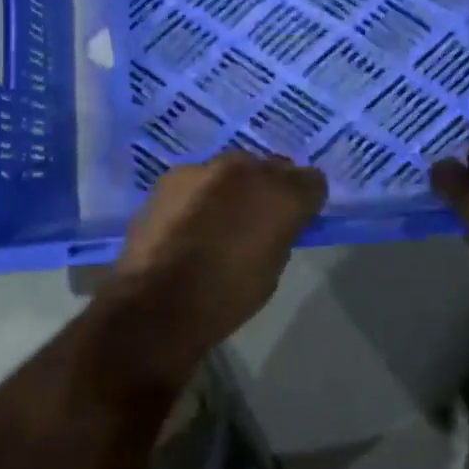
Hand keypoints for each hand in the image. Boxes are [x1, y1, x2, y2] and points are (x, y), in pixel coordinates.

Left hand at [113, 151, 326, 364]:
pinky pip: (199, 179)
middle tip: (257, 217)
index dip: (305, 201)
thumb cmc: (226, 296)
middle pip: (271, 167)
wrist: (157, 301)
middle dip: (269, 187)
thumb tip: (276, 223)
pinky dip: (200, 194)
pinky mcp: (174, 175)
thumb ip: (281, 233)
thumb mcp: (272, 270)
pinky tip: (187, 220)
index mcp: (282, 194)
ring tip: (218, 218)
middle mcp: (249, 169)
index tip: (297, 218)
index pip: (312, 181)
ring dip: (232, 187)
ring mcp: (208, 167)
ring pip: (233, 169)